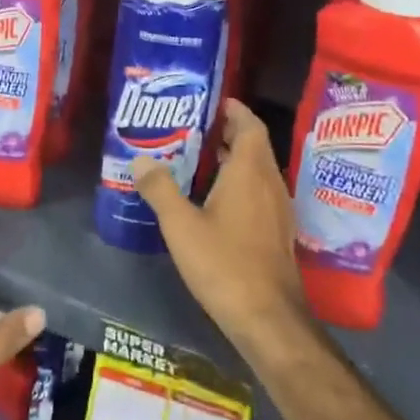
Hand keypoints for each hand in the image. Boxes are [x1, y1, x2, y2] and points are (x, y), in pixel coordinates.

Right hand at [133, 101, 309, 355]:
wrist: (268, 318)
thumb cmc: (224, 264)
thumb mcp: (181, 225)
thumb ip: (160, 189)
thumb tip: (141, 160)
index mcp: (249, 172)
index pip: (250, 125)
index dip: (234, 109)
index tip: (211, 101)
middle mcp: (269, 183)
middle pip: (253, 145)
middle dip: (228, 132)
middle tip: (193, 127)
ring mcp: (277, 209)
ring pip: (257, 170)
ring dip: (233, 158)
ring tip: (197, 158)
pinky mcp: (276, 231)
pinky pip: (258, 191)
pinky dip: (239, 182)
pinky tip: (213, 198)